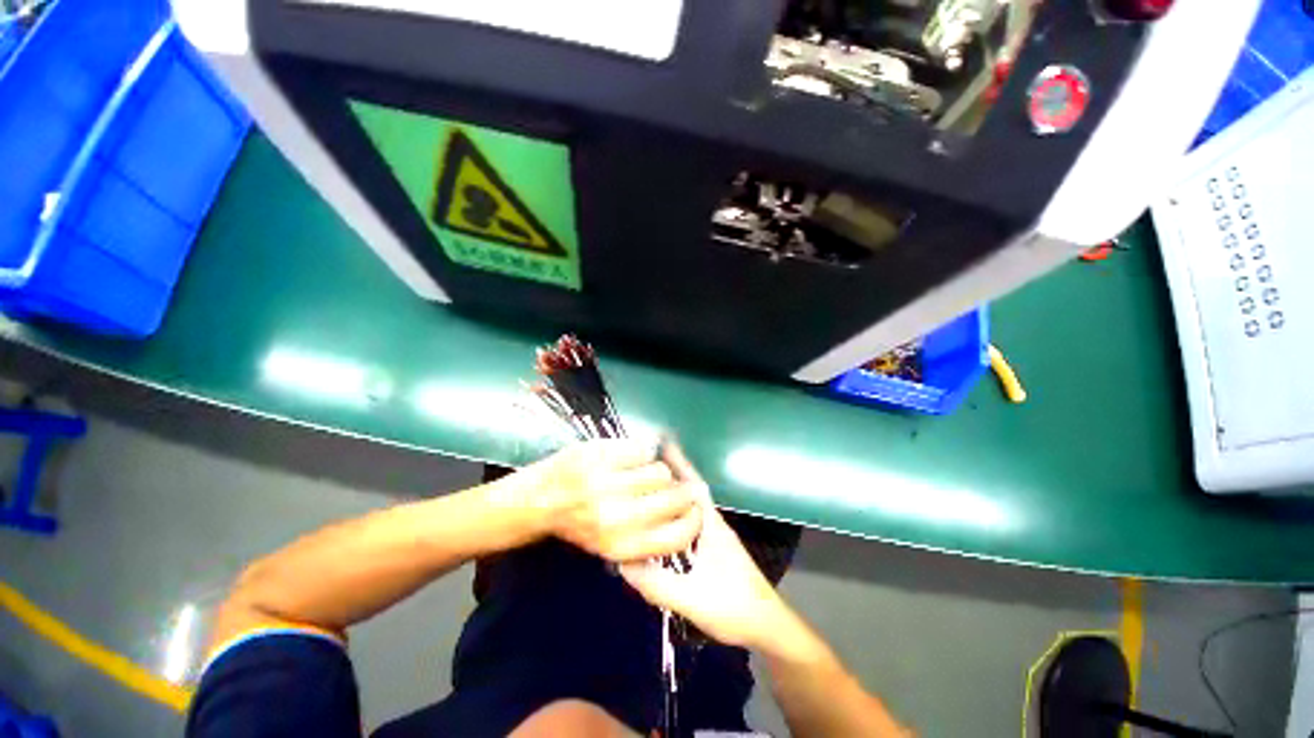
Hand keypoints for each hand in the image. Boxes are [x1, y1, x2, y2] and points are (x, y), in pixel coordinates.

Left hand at [523, 439, 703, 562]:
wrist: (540, 499)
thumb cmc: (578, 524)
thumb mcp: (610, 545)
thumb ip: (646, 539)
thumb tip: (684, 518)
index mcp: (622, 545)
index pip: (678, 536)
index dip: (694, 520)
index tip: (695, 509)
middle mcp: (616, 517)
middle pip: (674, 497)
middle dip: (682, 489)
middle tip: (678, 484)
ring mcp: (607, 483)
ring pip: (660, 471)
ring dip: (660, 470)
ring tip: (648, 471)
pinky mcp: (600, 456)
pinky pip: (642, 449)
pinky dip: (643, 451)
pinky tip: (633, 456)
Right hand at [620, 444, 793, 649]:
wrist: (766, 627)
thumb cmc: (735, 608)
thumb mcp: (693, 599)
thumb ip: (658, 584)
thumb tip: (623, 562)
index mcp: (711, 526)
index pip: (694, 486)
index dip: (679, 464)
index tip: (661, 446)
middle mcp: (713, 524)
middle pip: (690, 490)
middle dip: (672, 473)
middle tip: (646, 462)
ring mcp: (714, 535)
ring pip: (690, 505)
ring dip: (673, 492)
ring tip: (649, 485)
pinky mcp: (713, 548)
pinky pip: (689, 521)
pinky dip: (675, 513)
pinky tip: (662, 521)